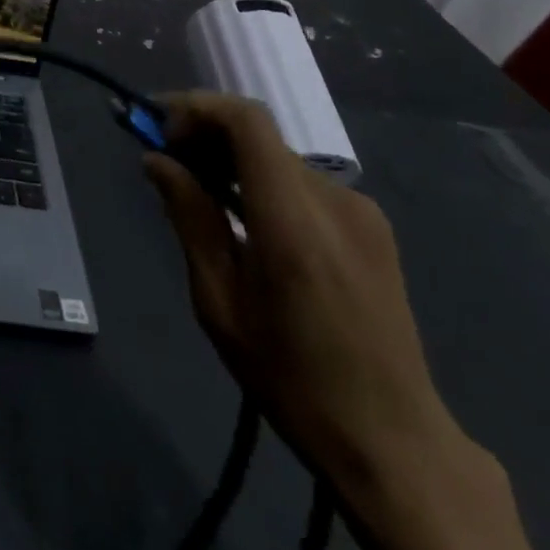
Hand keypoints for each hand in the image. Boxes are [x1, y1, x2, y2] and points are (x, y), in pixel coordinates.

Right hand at [142, 92, 455, 492]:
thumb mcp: (219, 302)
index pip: (247, 121)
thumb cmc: (291, 378)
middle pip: (259, 133)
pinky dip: (262, 179)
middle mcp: (334, 200)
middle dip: (205, 133)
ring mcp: (361, 211)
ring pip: (278, 155)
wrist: (393, 441)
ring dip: (232, 158)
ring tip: (199, 191)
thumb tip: (156, 160)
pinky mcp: (372, 226)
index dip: (197, 108)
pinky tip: (244, 216)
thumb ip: (190, 218)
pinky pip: (302, 181)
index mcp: (293, 221)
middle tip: (167, 162)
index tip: (160, 131)